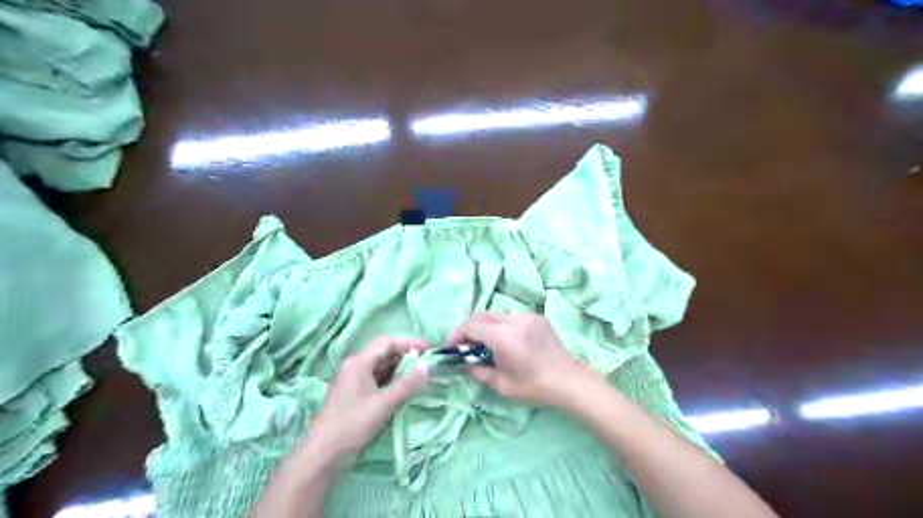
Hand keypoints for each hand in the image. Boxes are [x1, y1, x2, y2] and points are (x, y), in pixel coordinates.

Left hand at [306, 338, 430, 458]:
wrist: (322, 456)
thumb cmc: (353, 425)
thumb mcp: (385, 404)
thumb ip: (408, 384)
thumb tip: (429, 365)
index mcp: (359, 362)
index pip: (387, 342)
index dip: (409, 343)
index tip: (429, 350)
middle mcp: (354, 366)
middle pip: (384, 352)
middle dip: (406, 356)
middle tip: (427, 364)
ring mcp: (352, 380)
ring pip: (380, 367)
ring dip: (400, 369)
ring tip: (420, 377)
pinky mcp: (353, 394)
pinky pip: (376, 379)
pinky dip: (391, 380)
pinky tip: (403, 390)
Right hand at [450, 311, 598, 408]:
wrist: (568, 380)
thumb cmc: (533, 386)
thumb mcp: (501, 384)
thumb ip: (478, 371)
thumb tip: (465, 363)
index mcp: (502, 336)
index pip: (471, 326)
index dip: (457, 335)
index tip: (453, 347)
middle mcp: (513, 320)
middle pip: (482, 315)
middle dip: (470, 328)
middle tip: (467, 345)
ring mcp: (527, 316)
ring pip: (497, 314)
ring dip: (487, 326)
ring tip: (487, 344)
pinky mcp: (537, 317)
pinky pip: (512, 317)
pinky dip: (503, 325)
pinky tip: (508, 342)